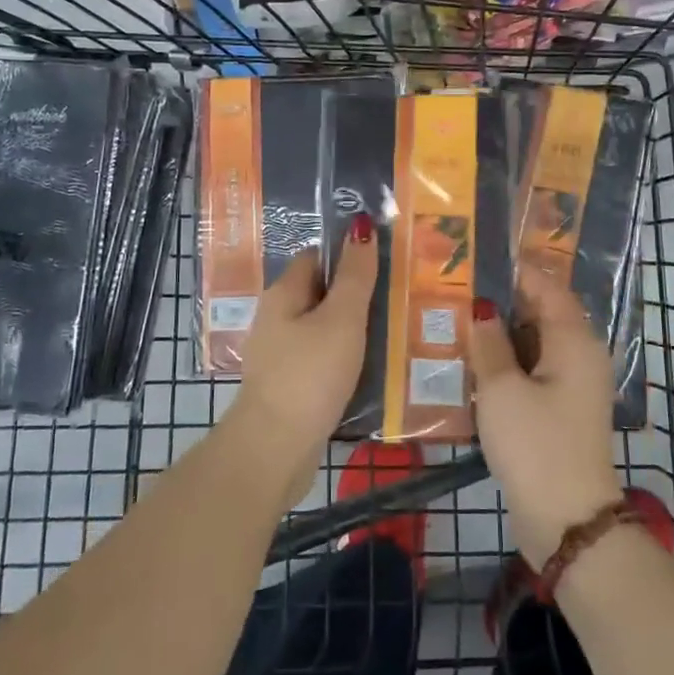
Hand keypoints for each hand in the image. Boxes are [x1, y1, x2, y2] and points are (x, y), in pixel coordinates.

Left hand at [223, 215, 378, 503]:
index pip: (316, 257)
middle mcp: (277, 319)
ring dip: (354, 331)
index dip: (348, 255)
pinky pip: (322, 360)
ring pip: (324, 329)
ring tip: (394, 333)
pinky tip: (371, 370)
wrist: (275, 449)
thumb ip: (355, 275)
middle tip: (399, 299)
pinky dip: (345, 360)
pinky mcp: (289, 386)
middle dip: (357, 295)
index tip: (385, 262)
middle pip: (321, 294)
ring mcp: (281, 355)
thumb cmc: (309, 375)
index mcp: (283, 294)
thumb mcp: (342, 319)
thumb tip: (361, 225)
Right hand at [468, 271, 622, 568]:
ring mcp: (572, 385)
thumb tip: (483, 308)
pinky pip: (532, 372)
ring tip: (455, 323)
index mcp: (574, 340)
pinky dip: (506, 365)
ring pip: (533, 345)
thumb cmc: (535, 444)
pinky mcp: (560, 411)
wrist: (567, 521)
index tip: (476, 260)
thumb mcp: (501, 389)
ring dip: (500, 336)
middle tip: (455, 291)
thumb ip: (489, 342)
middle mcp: (579, 355)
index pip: (547, 286)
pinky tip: (471, 366)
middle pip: (540, 314)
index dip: (514, 271)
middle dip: (501, 303)